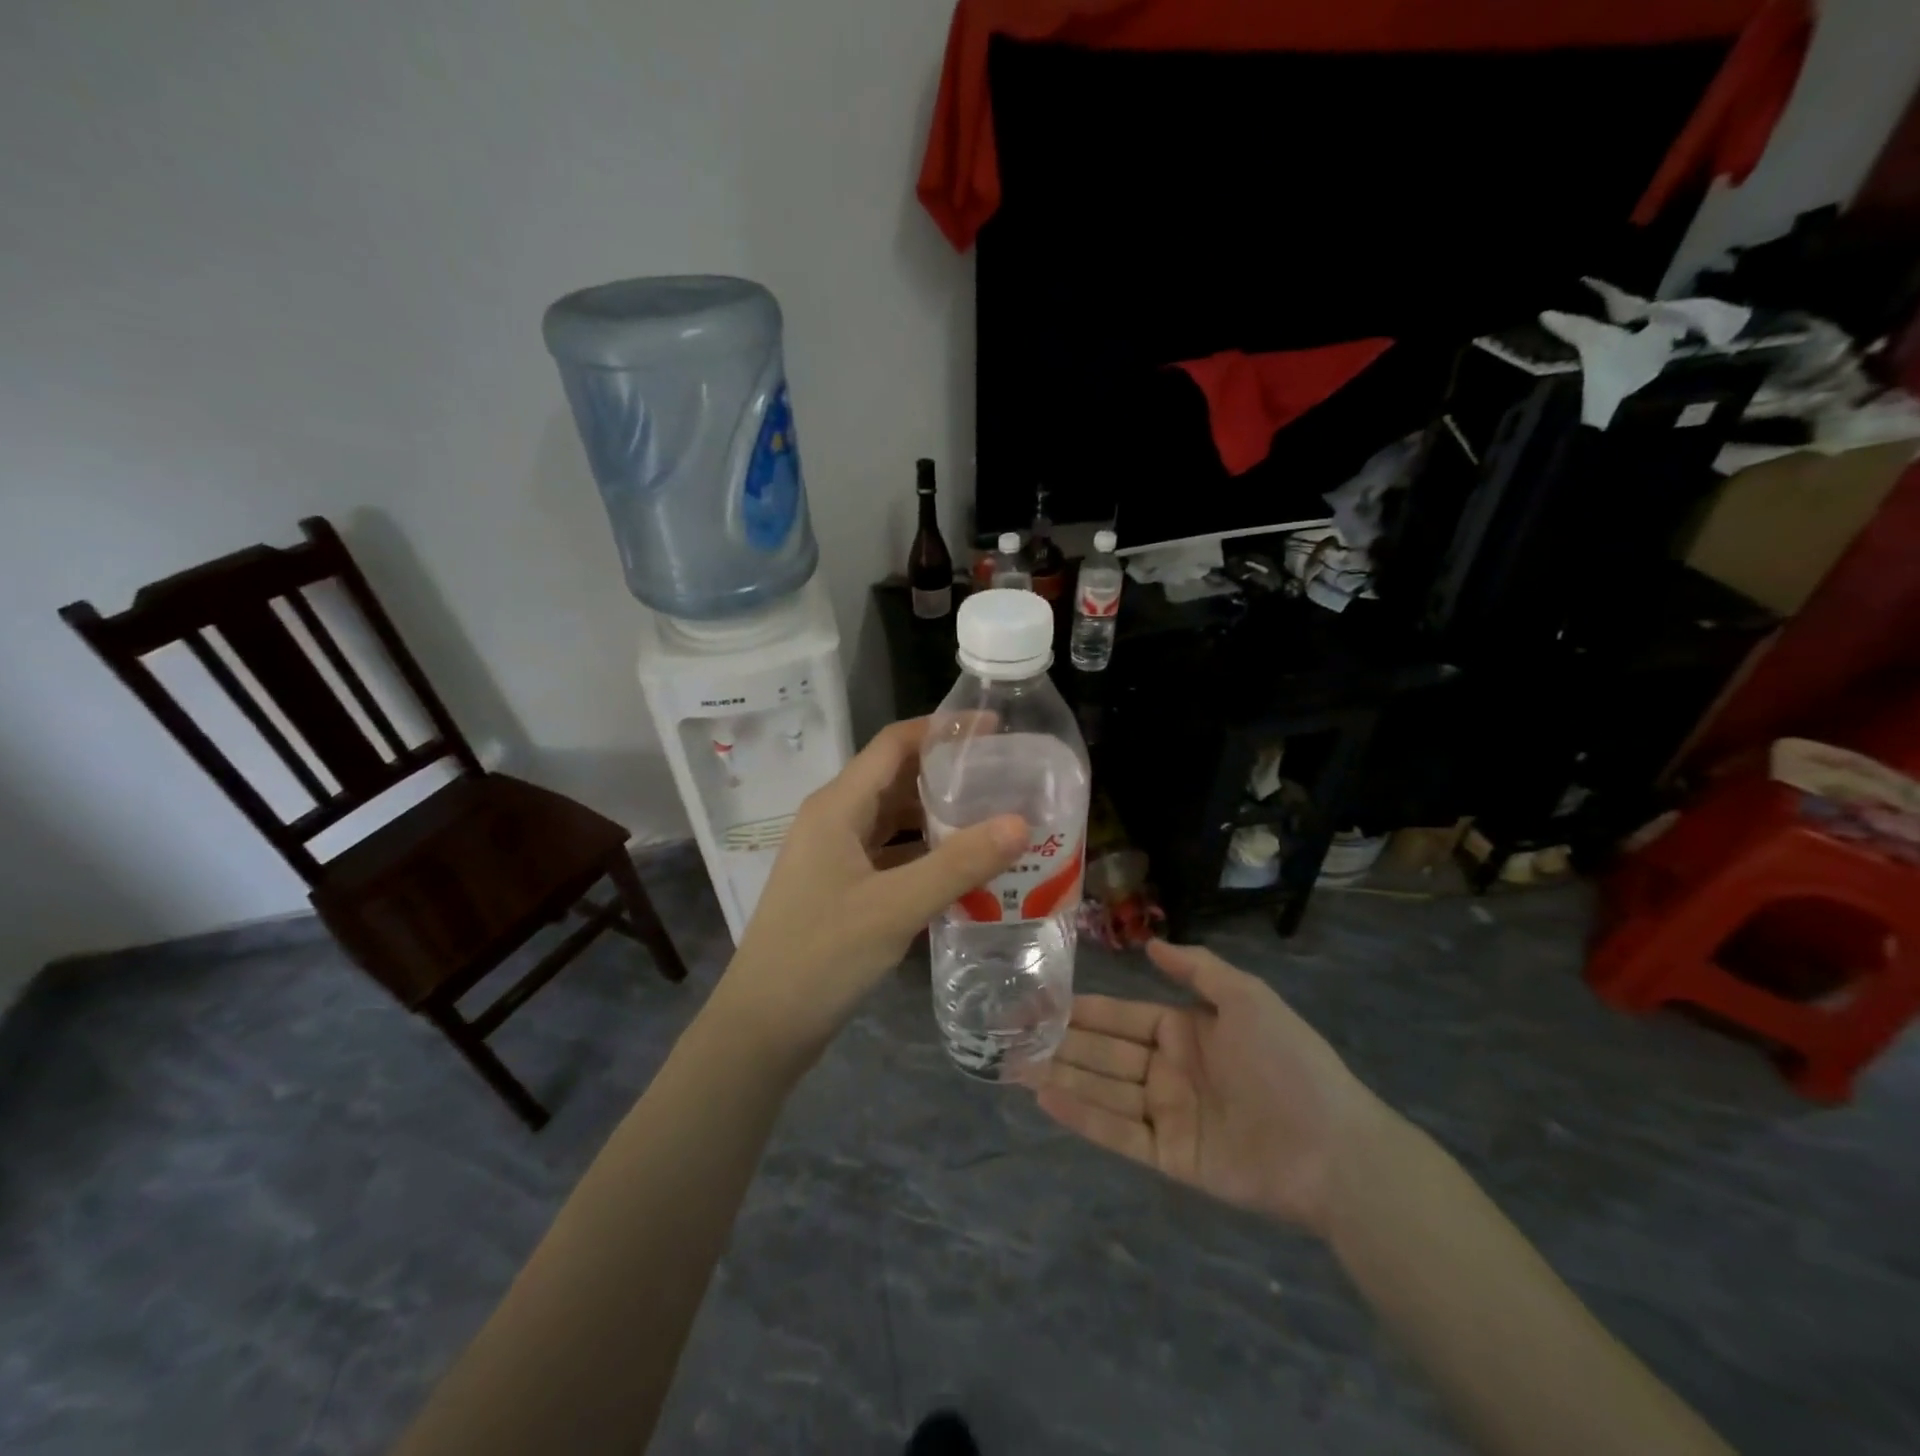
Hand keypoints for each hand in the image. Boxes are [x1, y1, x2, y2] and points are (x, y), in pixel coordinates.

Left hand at [715, 718, 1026, 1061]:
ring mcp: (835, 855)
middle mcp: (833, 820)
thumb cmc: (821, 956)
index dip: (942, 729)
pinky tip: (964, 868)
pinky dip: (925, 853)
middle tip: (1005, 776)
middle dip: (947, 772)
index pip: (894, 744)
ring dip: (938, 815)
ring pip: (893, 819)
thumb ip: (959, 864)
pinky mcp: (841, 887)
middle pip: (896, 778)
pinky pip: (890, 854)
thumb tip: (1020, 823)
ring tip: (994, 817)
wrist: (763, 1027)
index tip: (994, 729)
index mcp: (837, 806)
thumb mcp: (895, 907)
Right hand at [1025, 940, 1387, 1235]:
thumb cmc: (1288, 1061)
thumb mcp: (1247, 997)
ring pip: (1103, 1091)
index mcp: (1185, 1032)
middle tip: (1010, 1035)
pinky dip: (1082, 1116)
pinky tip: (1046, 1099)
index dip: (1082, 1009)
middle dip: (1059, 1043)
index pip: (1121, 1016)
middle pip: (1104, 1053)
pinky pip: (1118, 1133)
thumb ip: (1198, 969)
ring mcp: (1167, 1115)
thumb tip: (1150, 942)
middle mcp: (1168, 1071)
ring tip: (1013, 1066)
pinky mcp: (1170, 1158)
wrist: (1334, 1147)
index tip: (1040, 1001)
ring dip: (1060, 1077)